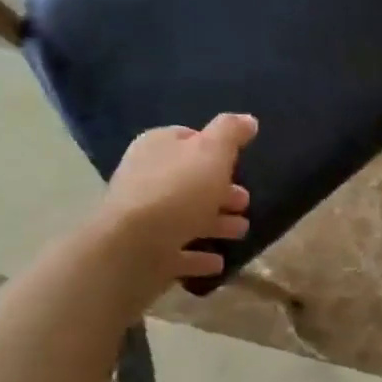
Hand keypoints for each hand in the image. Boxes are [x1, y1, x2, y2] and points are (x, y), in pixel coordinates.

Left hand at [98, 114, 256, 299]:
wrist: (133, 247)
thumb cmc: (177, 190)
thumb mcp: (212, 151)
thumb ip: (231, 132)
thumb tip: (248, 119)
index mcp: (158, 147)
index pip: (187, 139)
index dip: (214, 149)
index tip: (238, 162)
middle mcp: (146, 178)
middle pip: (190, 181)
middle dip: (220, 190)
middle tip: (245, 201)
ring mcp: (144, 218)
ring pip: (186, 217)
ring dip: (215, 224)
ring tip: (241, 231)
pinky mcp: (145, 253)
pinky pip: (178, 252)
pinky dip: (198, 256)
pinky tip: (218, 262)